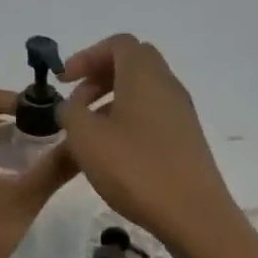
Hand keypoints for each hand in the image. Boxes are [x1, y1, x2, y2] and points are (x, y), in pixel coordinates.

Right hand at [57, 34, 240, 251]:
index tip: (65, 81)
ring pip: (143, 89)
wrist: (193, 214)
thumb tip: (74, 106)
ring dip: (112, 100)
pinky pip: (153, 113)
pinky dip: (128, 118)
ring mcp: (181, 112)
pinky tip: (114, 151)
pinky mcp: (186, 138)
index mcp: (144, 75)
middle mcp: (167, 85)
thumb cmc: (135, 168)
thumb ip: (71, 112)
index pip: (118, 44)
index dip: (87, 56)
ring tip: (90, 131)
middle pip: (133, 63)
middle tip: (77, 102)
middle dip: (100, 75)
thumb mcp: (86, 138)